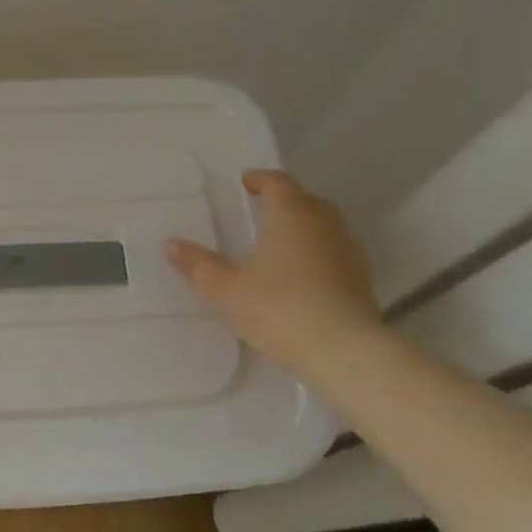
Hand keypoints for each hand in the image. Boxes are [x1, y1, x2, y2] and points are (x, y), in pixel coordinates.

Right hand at [165, 170, 383, 381]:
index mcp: (290, 214)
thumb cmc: (280, 309)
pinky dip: (317, 253)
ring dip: (302, 227)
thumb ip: (198, 265)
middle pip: (305, 200)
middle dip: (283, 201)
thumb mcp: (226, 290)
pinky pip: (334, 252)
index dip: (261, 179)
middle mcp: (323, 223)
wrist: (345, 352)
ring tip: (278, 244)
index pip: (278, 182)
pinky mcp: (361, 279)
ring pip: (324, 226)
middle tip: (260, 211)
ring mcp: (348, 250)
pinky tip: (301, 276)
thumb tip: (170, 243)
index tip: (246, 183)